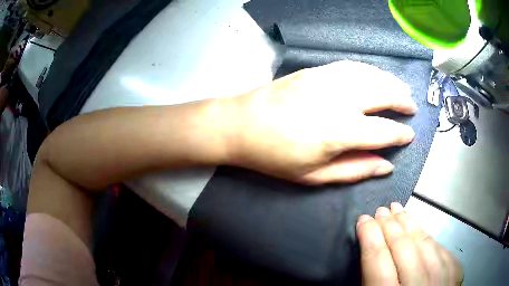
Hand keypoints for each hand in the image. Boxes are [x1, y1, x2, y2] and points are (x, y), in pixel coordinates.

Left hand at [223, 61, 417, 183]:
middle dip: (402, 100)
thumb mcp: (314, 176)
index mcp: (339, 132)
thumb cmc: (274, 157)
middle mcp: (338, 99)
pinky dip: (369, 70)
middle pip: (383, 93)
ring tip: (401, 89)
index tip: (409, 136)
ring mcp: (326, 79)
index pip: (384, 131)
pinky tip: (376, 75)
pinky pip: (351, 66)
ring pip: (370, 75)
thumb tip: (386, 166)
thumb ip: (355, 170)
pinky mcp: (315, 70)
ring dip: (390, 81)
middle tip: (411, 108)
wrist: (240, 125)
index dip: (401, 134)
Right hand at [357, 203, 463, 284]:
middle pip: (404, 249)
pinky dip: (430, 238)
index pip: (378, 261)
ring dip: (411, 225)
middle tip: (381, 210)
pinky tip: (421, 230)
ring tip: (400, 211)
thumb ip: (370, 285)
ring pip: (426, 244)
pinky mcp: (456, 276)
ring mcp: (443, 281)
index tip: (363, 221)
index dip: (369, 237)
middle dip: (389, 226)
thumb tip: (370, 256)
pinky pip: (442, 251)